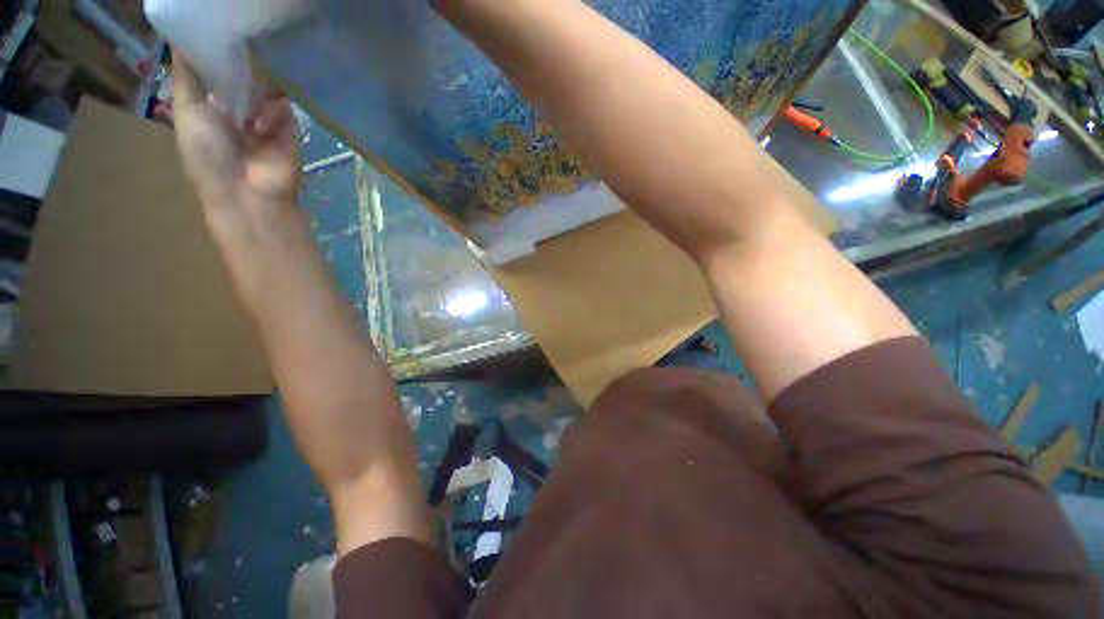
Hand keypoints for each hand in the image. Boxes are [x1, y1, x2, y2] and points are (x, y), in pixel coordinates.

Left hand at [171, 50, 300, 210]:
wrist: (246, 192)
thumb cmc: (208, 153)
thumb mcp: (187, 109)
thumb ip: (187, 76)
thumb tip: (182, 39)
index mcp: (210, 108)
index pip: (216, 73)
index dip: (217, 55)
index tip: (218, 36)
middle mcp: (238, 113)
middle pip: (243, 78)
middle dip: (241, 70)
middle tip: (237, 64)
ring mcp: (266, 123)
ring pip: (265, 90)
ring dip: (257, 96)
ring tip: (248, 114)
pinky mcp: (290, 133)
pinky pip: (285, 109)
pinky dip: (275, 114)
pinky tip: (264, 128)